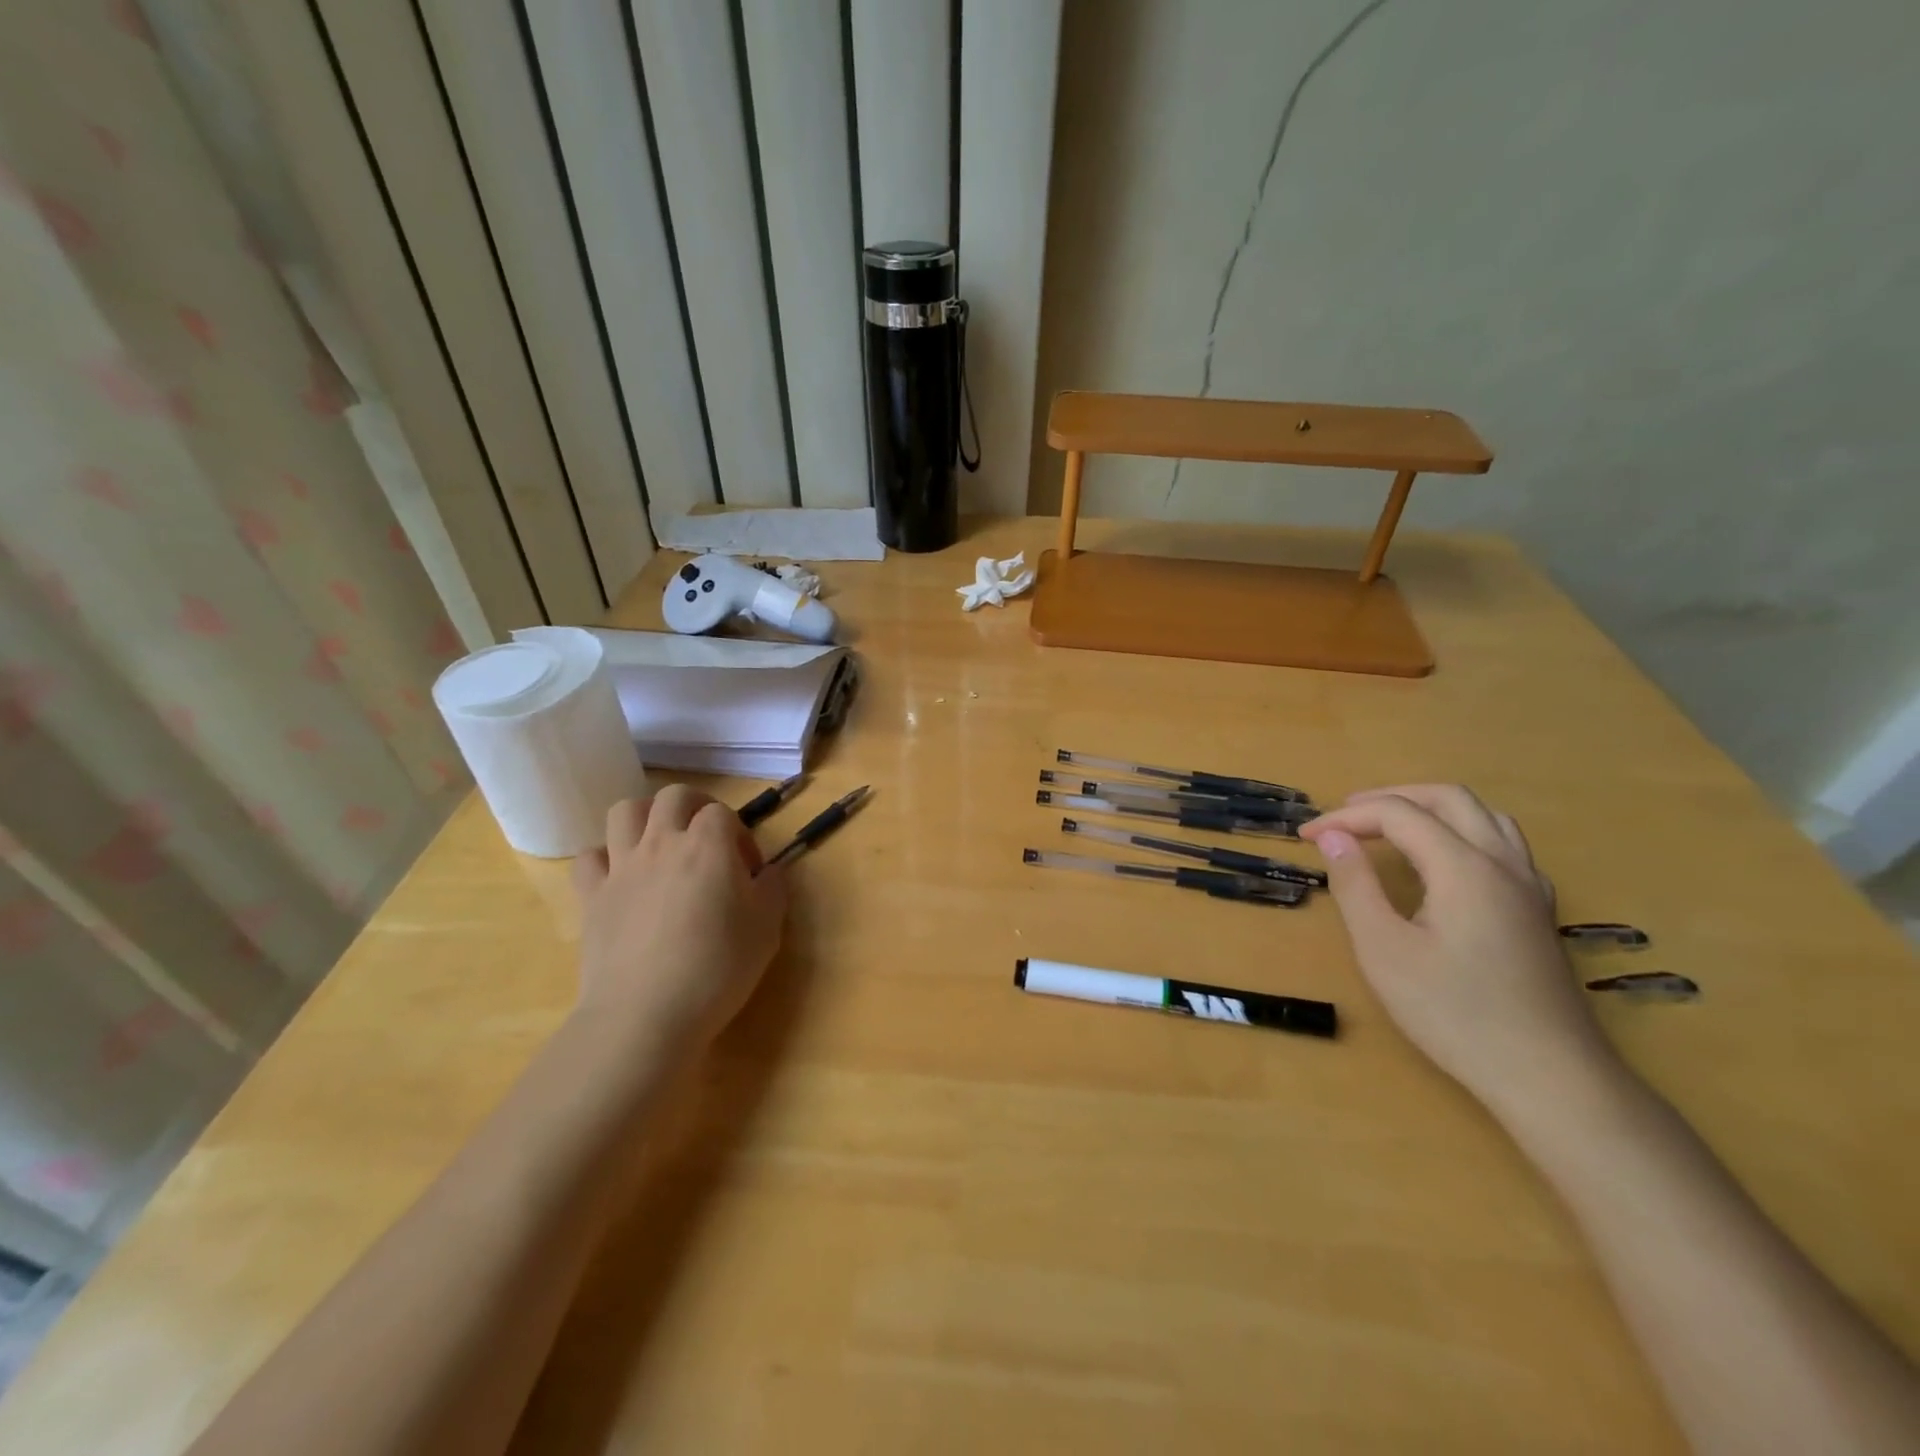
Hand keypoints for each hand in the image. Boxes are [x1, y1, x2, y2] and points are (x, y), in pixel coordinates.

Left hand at [571, 784, 788, 1052]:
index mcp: (708, 846)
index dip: (739, 834)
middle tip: (708, 842)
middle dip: (695, 808)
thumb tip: (769, 872)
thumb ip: (773, 889)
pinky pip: (589, 857)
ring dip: (646, 818)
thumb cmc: (717, 969)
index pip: (722, 813)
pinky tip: (621, 878)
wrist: (645, 1015)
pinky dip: (605, 858)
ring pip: (625, 811)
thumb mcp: (767, 930)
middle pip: (674, 796)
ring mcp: (621, 867)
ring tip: (661, 845)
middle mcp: (662, 843)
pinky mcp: (591, 896)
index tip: (748, 870)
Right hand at [1299, 785, 1613, 1110]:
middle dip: (1390, 797)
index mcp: (1463, 867)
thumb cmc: (1455, 1013)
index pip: (1397, 814)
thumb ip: (1355, 886)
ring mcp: (1530, 887)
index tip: (1306, 837)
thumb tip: (1333, 838)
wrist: (1549, 1077)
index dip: (1346, 816)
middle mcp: (1503, 863)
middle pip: (1448, 798)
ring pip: (1484, 815)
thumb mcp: (1384, 950)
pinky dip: (1462, 832)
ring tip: (1390, 827)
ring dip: (1431, 808)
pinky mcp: (1539, 911)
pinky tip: (1444, 863)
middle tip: (1345, 816)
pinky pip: (1503, 844)